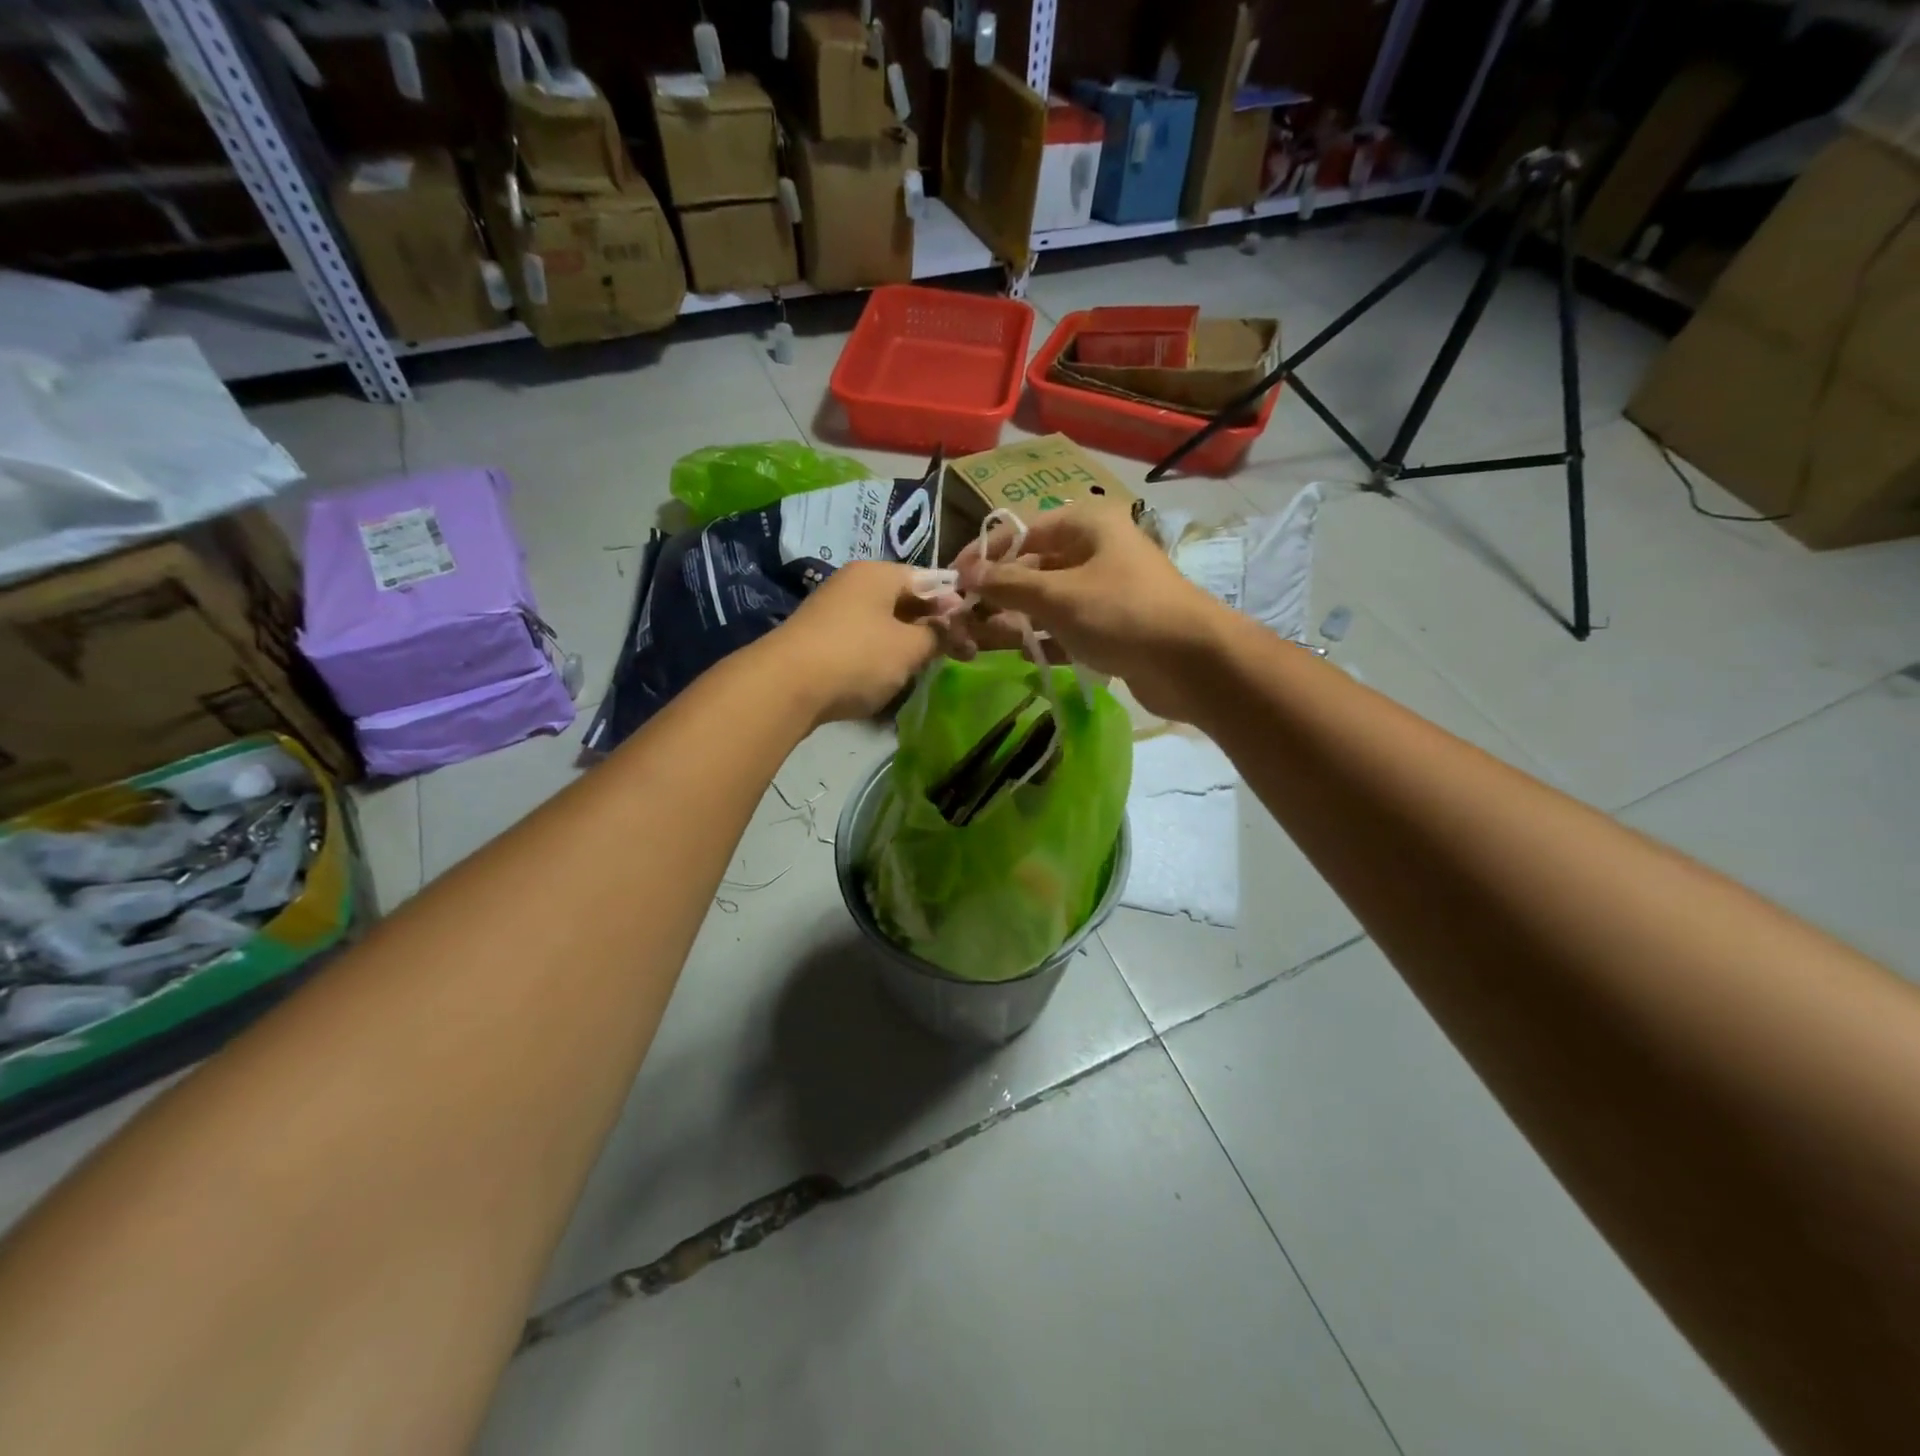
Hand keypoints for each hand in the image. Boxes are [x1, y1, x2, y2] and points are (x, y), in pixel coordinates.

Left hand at [765, 560, 943, 724]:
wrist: (785, 686)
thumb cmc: (858, 657)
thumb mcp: (910, 648)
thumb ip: (937, 635)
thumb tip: (948, 627)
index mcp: (879, 573)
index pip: (930, 579)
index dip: (954, 604)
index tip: (972, 631)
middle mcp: (854, 583)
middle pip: (905, 599)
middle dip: (932, 625)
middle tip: (956, 653)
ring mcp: (833, 610)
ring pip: (884, 621)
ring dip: (907, 642)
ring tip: (924, 667)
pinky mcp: (820, 638)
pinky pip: (862, 639)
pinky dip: (880, 653)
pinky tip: (889, 674)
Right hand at [951, 503, 1228, 719]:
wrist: (1191, 662)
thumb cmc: (1121, 613)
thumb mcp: (1057, 595)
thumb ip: (1008, 584)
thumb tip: (966, 575)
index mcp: (1087, 525)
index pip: (1022, 532)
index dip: (985, 554)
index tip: (955, 581)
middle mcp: (1097, 550)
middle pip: (1035, 566)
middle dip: (1001, 593)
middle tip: (968, 619)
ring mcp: (1107, 589)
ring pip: (1050, 599)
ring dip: (1020, 619)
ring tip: (987, 641)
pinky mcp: (1114, 625)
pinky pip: (1069, 626)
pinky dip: (1047, 638)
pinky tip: (1026, 655)